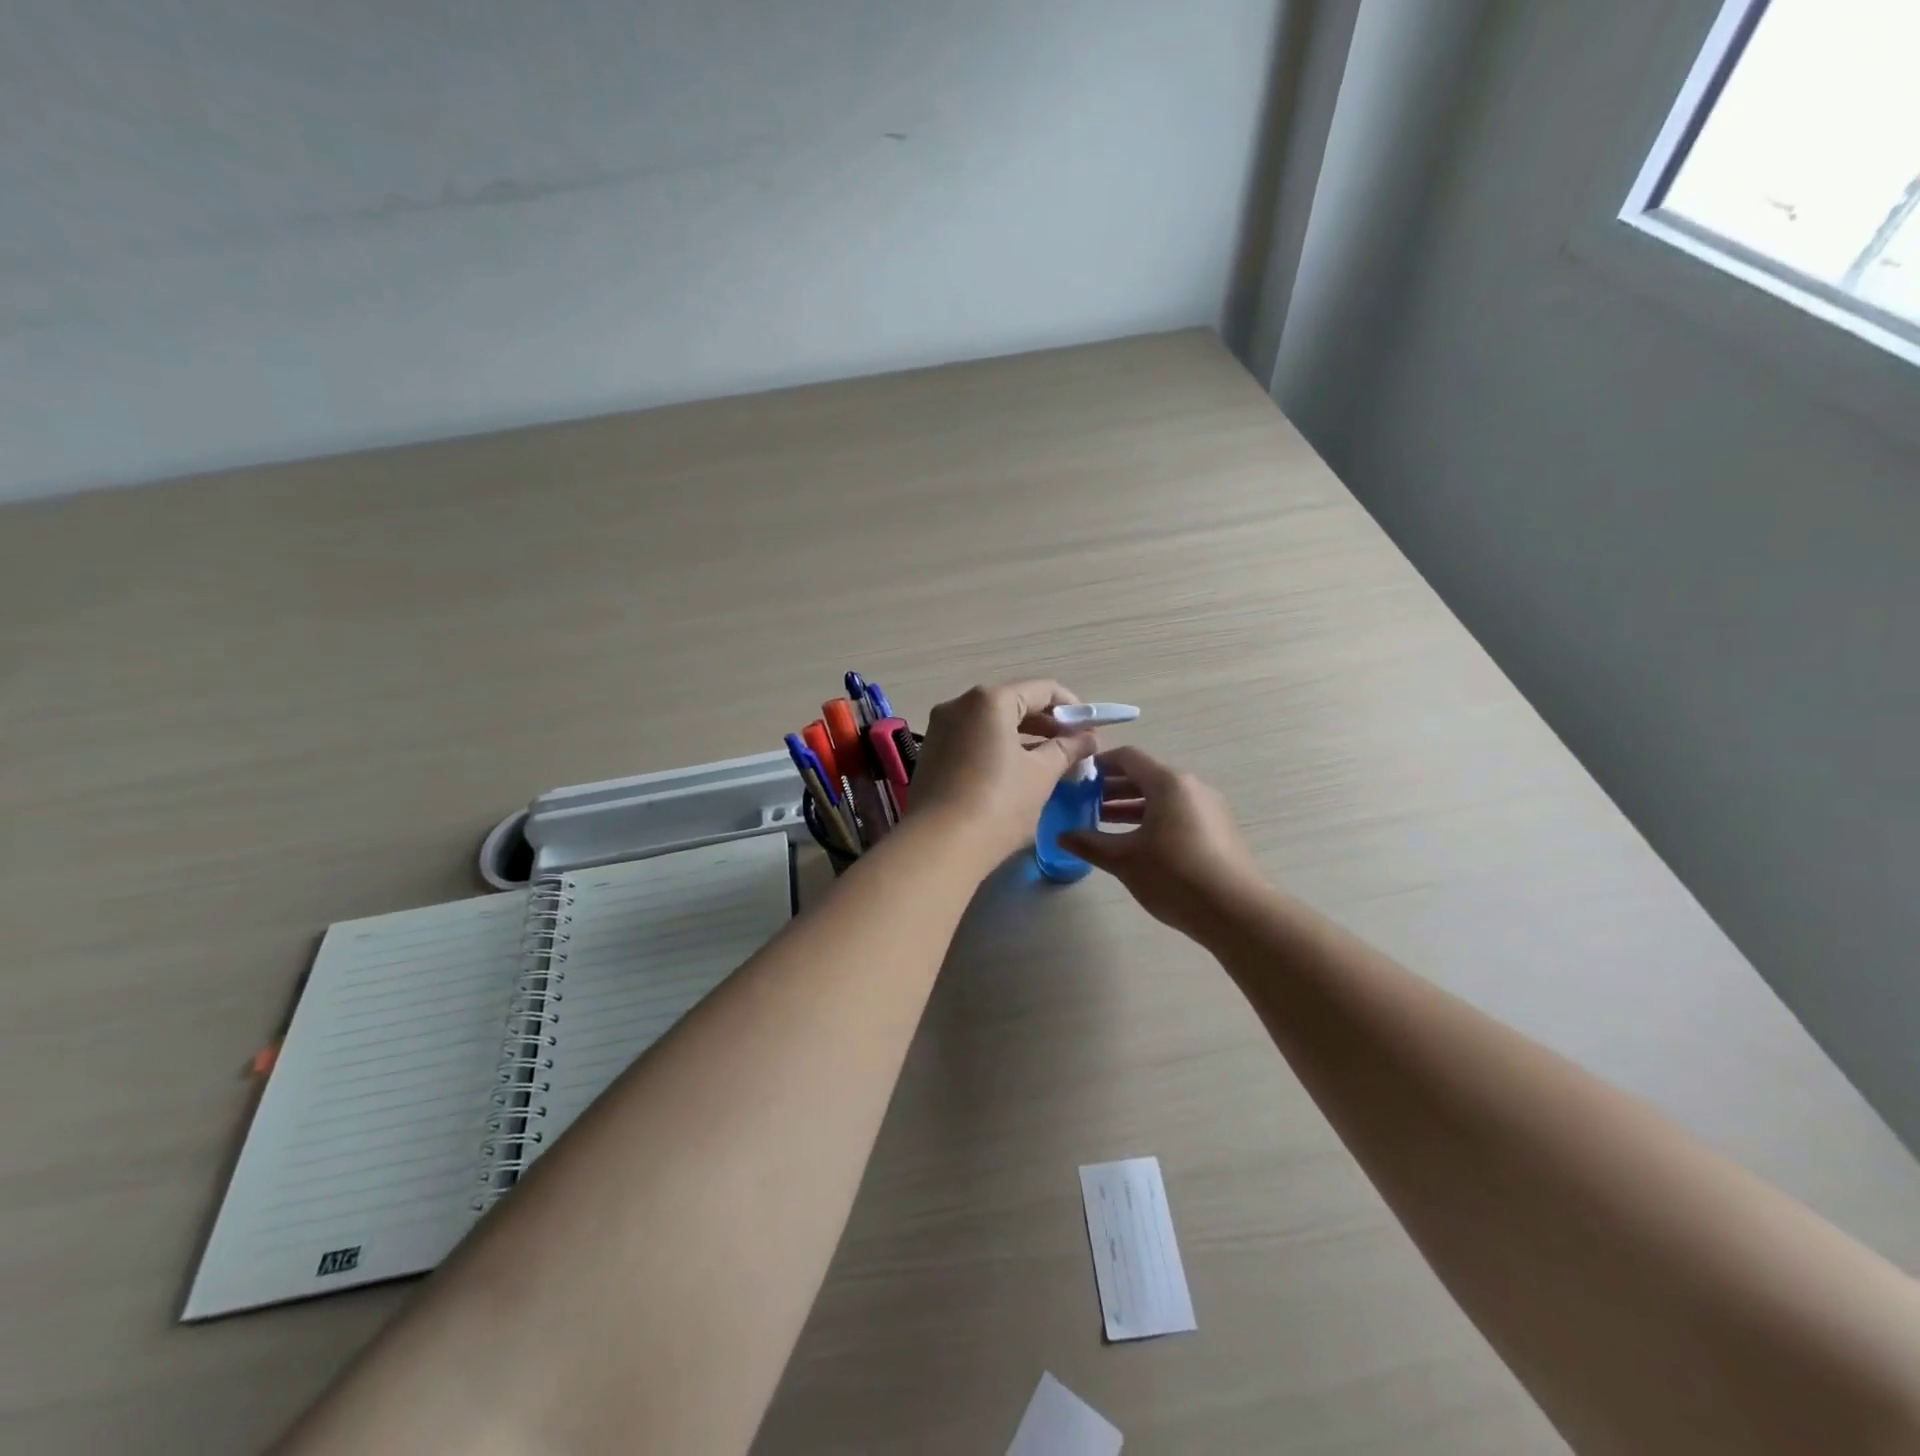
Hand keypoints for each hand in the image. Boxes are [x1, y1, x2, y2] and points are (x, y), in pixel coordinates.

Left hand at [907, 681, 1096, 870]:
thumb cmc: (998, 804)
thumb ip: (1067, 749)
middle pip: (1014, 703)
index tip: (1090, 731)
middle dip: (1047, 725)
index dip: (1073, 708)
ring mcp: (940, 729)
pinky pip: (973, 740)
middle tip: (1074, 749)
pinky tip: (1015, 773)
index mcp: (990, 700)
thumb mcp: (1041, 775)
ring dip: (1023, 738)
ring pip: (992, 723)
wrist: (939, 846)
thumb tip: (1088, 738)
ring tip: (1050, 763)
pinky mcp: (931, 754)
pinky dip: (998, 749)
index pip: (1042, 690)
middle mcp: (959, 705)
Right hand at [1061, 746, 1268, 937]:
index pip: (1127, 757)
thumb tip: (1062, 835)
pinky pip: (1177, 814)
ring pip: (1162, 798)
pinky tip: (1136, 844)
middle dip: (1112, 788)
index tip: (1076, 779)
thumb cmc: (1174, 875)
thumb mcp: (1124, 859)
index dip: (1099, 764)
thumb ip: (1089, 843)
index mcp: (1168, 782)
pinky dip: (1152, 820)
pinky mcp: (1218, 830)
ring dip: (1131, 807)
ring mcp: (1209, 808)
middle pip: (1145, 776)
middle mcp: (1191, 787)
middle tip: (1082, 803)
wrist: (1237, 911)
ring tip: (1102, 823)